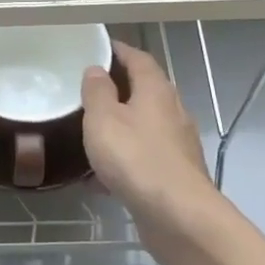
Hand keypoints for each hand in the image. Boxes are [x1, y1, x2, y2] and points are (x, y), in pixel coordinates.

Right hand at [82, 41, 214, 233]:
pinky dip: (124, 159)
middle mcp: (172, 111)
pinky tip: (100, 177)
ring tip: (90, 133)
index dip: (119, 51)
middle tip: (87, 91)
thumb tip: (96, 70)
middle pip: (145, 91)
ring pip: (144, 126)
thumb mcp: (103, 119)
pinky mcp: (175, 173)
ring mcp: (177, 144)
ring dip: (120, 126)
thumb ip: (97, 92)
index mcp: (156, 90)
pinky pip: (144, 156)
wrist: (177, 215)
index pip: (139, 58)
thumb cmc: (135, 158)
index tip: (98, 49)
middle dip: (118, 89)